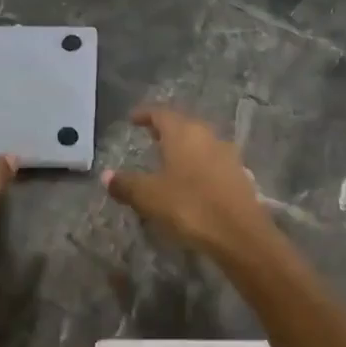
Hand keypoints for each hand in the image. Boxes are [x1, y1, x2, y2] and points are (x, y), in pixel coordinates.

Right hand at [104, 105, 274, 256]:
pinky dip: (199, 164)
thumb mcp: (149, 197)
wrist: (239, 233)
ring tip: (170, 160)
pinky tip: (193, 181)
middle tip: (151, 137)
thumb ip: (126, 184)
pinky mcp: (239, 174)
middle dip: (166, 129)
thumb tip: (106, 176)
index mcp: (183, 133)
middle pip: (184, 125)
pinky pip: (213, 161)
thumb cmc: (189, 206)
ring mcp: (227, 154)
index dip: (144, 114)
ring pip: (201, 142)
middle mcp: (207, 136)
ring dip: (185, 147)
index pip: (160, 113)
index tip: (133, 119)